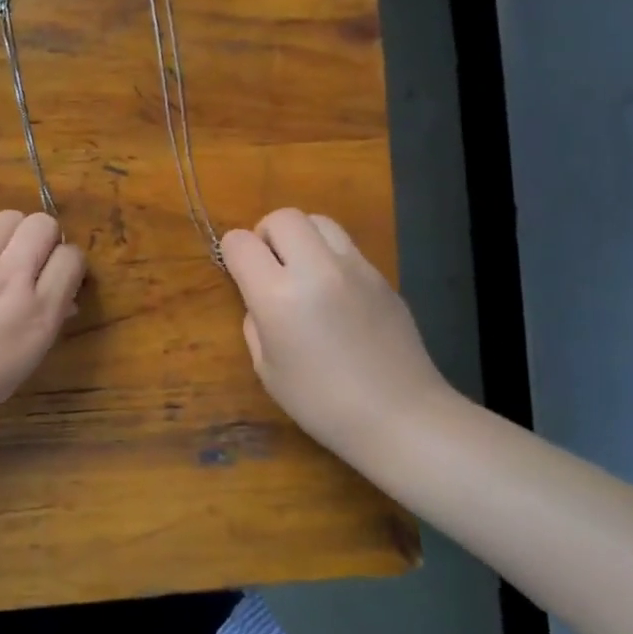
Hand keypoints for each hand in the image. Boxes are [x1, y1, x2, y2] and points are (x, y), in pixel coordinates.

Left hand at [0, 211, 86, 432]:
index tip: (61, 276)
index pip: (71, 258)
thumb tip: (65, 299)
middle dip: (47, 238)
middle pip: (44, 225)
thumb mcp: (24, 361)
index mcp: (37, 311)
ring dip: (15, 233)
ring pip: (10, 217)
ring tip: (5, 256)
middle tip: (35, 261)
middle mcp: (10, 277)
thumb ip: (48, 322)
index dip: (70, 263)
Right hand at [221, 209, 453, 470]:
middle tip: (270, 268)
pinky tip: (334, 295)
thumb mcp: (266, 368)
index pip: (241, 243)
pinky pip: (346, 247)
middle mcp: (316, 269)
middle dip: (266, 234)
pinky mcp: (382, 276)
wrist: (400, 416)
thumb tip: (260, 299)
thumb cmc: (321, 403)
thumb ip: (255, 321)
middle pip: (283, 217)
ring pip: (319, 221)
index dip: (232, 253)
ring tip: (302, 272)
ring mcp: (355, 268)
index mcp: (278, 296)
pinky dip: (329, 256)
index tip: (237, 272)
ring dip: (301, 237)